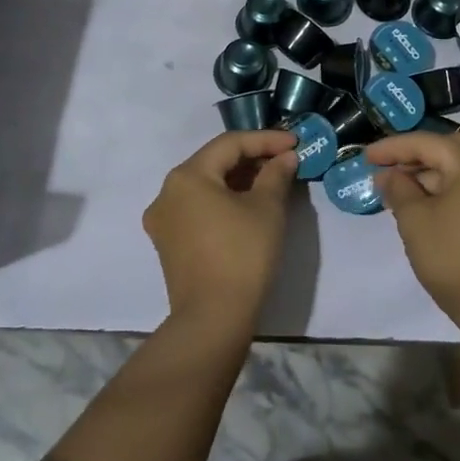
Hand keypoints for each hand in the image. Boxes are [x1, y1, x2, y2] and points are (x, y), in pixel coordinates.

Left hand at [144, 130, 297, 329]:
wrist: (213, 320)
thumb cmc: (242, 254)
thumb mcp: (267, 208)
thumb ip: (276, 174)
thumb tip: (285, 158)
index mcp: (187, 176)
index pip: (230, 144)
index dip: (266, 140)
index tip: (295, 143)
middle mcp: (167, 192)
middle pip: (214, 163)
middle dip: (252, 159)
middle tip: (285, 162)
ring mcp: (164, 221)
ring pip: (206, 186)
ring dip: (238, 180)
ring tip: (272, 182)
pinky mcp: (169, 244)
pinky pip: (198, 208)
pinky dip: (223, 201)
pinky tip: (248, 207)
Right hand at [365, 131, 459, 328]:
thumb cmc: (454, 259)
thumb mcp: (415, 220)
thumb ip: (398, 188)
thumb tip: (388, 174)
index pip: (427, 143)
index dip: (393, 148)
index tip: (366, 156)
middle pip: (448, 150)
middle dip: (413, 158)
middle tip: (384, 169)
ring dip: (430, 175)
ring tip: (398, 189)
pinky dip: (448, 190)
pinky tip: (424, 203)